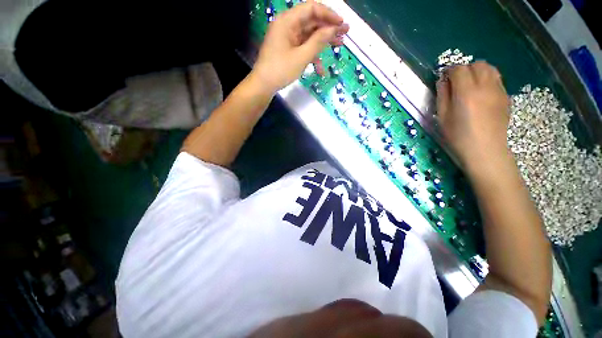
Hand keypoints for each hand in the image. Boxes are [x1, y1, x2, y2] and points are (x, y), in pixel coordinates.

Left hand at [251, 0, 348, 94]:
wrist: (264, 85)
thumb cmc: (280, 70)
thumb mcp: (302, 56)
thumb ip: (318, 41)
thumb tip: (333, 29)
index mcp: (287, 21)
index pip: (311, 9)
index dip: (328, 14)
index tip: (341, 23)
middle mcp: (287, 25)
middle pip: (311, 21)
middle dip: (328, 28)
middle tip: (345, 33)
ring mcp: (287, 38)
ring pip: (309, 35)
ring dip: (323, 41)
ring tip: (339, 45)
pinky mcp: (288, 49)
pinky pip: (303, 47)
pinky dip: (312, 55)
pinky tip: (321, 68)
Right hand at [436, 61, 511, 175]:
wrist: (485, 149)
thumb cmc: (458, 135)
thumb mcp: (442, 117)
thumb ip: (442, 96)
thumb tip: (443, 81)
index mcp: (466, 93)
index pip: (459, 69)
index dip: (450, 70)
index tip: (444, 77)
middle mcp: (485, 86)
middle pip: (477, 64)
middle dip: (465, 68)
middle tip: (457, 81)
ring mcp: (498, 90)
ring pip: (490, 68)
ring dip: (478, 71)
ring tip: (470, 83)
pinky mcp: (505, 96)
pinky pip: (497, 79)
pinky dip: (487, 79)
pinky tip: (481, 92)